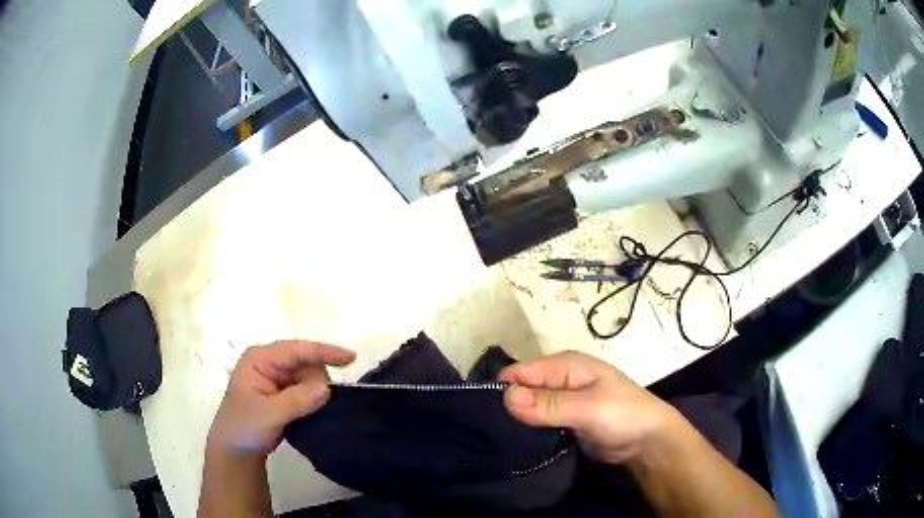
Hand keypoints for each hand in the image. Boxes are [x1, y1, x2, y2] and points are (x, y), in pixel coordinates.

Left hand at [208, 340, 354, 455]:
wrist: (236, 450)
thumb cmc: (244, 427)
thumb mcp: (268, 414)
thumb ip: (296, 400)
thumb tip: (327, 388)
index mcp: (260, 358)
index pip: (296, 350)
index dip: (324, 352)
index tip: (351, 358)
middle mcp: (270, 363)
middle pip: (306, 362)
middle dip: (318, 381)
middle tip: (318, 405)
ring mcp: (278, 378)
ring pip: (310, 377)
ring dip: (317, 392)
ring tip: (309, 413)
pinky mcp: (285, 393)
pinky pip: (308, 389)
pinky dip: (315, 399)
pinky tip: (317, 410)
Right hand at [500, 351, 680, 463]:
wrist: (648, 441)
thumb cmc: (623, 415)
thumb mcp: (588, 408)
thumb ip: (548, 404)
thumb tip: (505, 396)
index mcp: (566, 365)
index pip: (521, 371)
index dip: (503, 390)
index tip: (488, 416)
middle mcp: (560, 379)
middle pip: (522, 388)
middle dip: (509, 406)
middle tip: (493, 432)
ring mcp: (562, 401)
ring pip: (528, 407)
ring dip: (518, 420)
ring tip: (501, 439)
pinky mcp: (563, 421)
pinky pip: (538, 422)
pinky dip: (529, 429)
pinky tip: (518, 442)